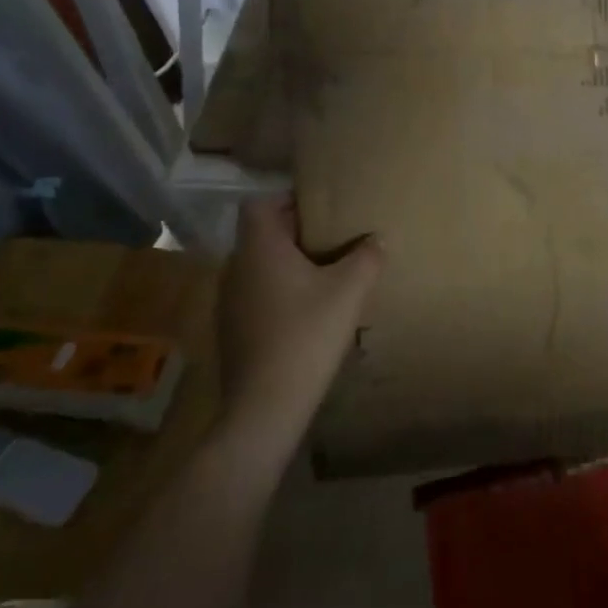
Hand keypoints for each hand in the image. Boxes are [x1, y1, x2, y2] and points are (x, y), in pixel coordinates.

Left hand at [215, 198, 383, 451]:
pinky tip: (308, 312)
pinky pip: (257, 294)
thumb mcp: (349, 291)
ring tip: (326, 275)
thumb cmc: (306, 335)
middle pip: (262, 235)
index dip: (289, 200)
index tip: (322, 210)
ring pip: (260, 266)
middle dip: (297, 233)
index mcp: (259, 249)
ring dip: (289, 265)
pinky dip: (280, 292)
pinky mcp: (232, 330)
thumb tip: (377, 239)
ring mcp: (229, 302)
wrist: (266, 406)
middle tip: (335, 239)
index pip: (260, 204)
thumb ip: (367, 257)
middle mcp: (236, 268)